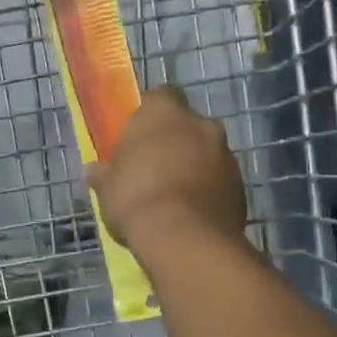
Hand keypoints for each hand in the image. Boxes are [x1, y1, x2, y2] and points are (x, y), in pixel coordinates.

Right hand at [86, 87, 245, 250]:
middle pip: (186, 124)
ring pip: (206, 152)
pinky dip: (208, 189)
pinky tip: (191, 212)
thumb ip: (104, 174)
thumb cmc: (136, 200)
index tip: (136, 137)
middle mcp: (200, 124)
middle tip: (153, 166)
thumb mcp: (107, 189)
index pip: (159, 96)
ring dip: (193, 165)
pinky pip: (219, 179)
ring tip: (172, 195)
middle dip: (174, 141)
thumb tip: (94, 170)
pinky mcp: (241, 185)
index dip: (148, 115)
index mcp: (163, 113)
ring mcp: (226, 154)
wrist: (185, 239)